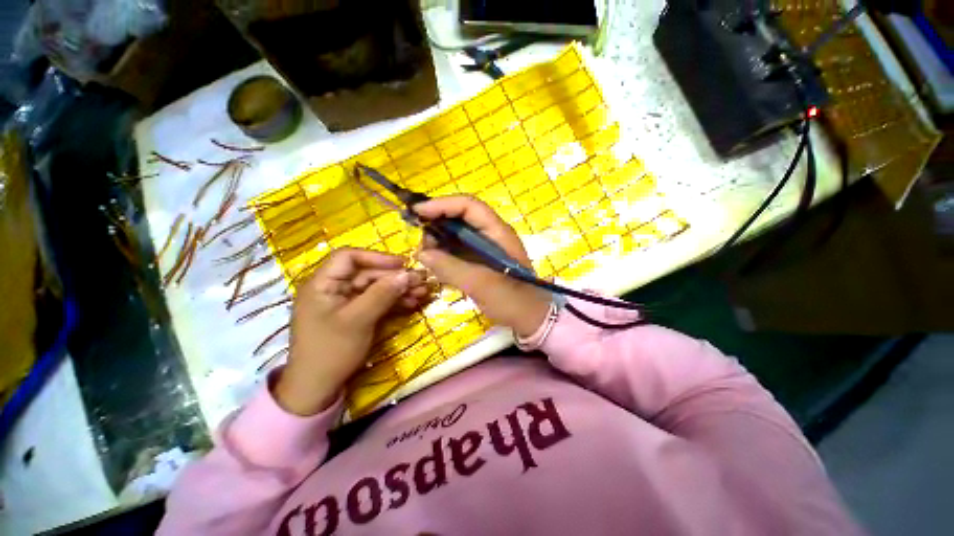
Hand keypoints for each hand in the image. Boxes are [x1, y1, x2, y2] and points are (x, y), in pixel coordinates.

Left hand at [274, 248, 428, 415]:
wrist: (318, 388)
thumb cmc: (331, 351)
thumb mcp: (358, 320)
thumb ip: (382, 294)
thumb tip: (407, 274)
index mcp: (323, 283)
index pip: (349, 257)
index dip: (377, 257)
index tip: (402, 264)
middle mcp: (334, 288)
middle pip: (368, 273)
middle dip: (395, 277)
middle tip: (421, 281)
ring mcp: (346, 302)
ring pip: (376, 287)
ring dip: (399, 289)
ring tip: (422, 293)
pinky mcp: (356, 313)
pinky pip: (377, 301)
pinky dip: (394, 301)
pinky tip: (412, 303)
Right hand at [413, 195, 550, 337]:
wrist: (530, 317)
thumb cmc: (511, 299)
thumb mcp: (479, 283)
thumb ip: (449, 267)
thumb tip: (422, 253)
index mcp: (497, 232)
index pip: (468, 206)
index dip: (442, 204)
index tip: (417, 212)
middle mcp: (490, 234)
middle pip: (460, 216)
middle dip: (437, 224)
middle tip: (421, 243)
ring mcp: (485, 246)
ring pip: (457, 233)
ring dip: (439, 240)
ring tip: (426, 255)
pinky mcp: (480, 259)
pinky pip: (458, 249)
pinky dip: (445, 253)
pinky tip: (436, 263)